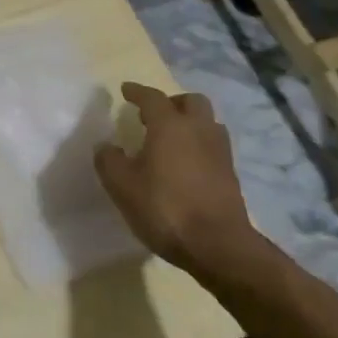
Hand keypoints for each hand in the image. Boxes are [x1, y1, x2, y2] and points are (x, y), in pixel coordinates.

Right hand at [95, 83, 263, 278]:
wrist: (219, 247)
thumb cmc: (165, 208)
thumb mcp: (121, 185)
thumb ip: (109, 160)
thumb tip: (106, 147)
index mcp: (170, 125)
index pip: (152, 97)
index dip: (137, 92)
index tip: (125, 90)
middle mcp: (199, 130)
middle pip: (191, 102)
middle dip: (172, 103)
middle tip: (154, 115)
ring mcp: (219, 153)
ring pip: (208, 124)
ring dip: (191, 124)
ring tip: (172, 140)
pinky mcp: (231, 176)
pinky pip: (214, 147)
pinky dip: (199, 147)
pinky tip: (186, 165)